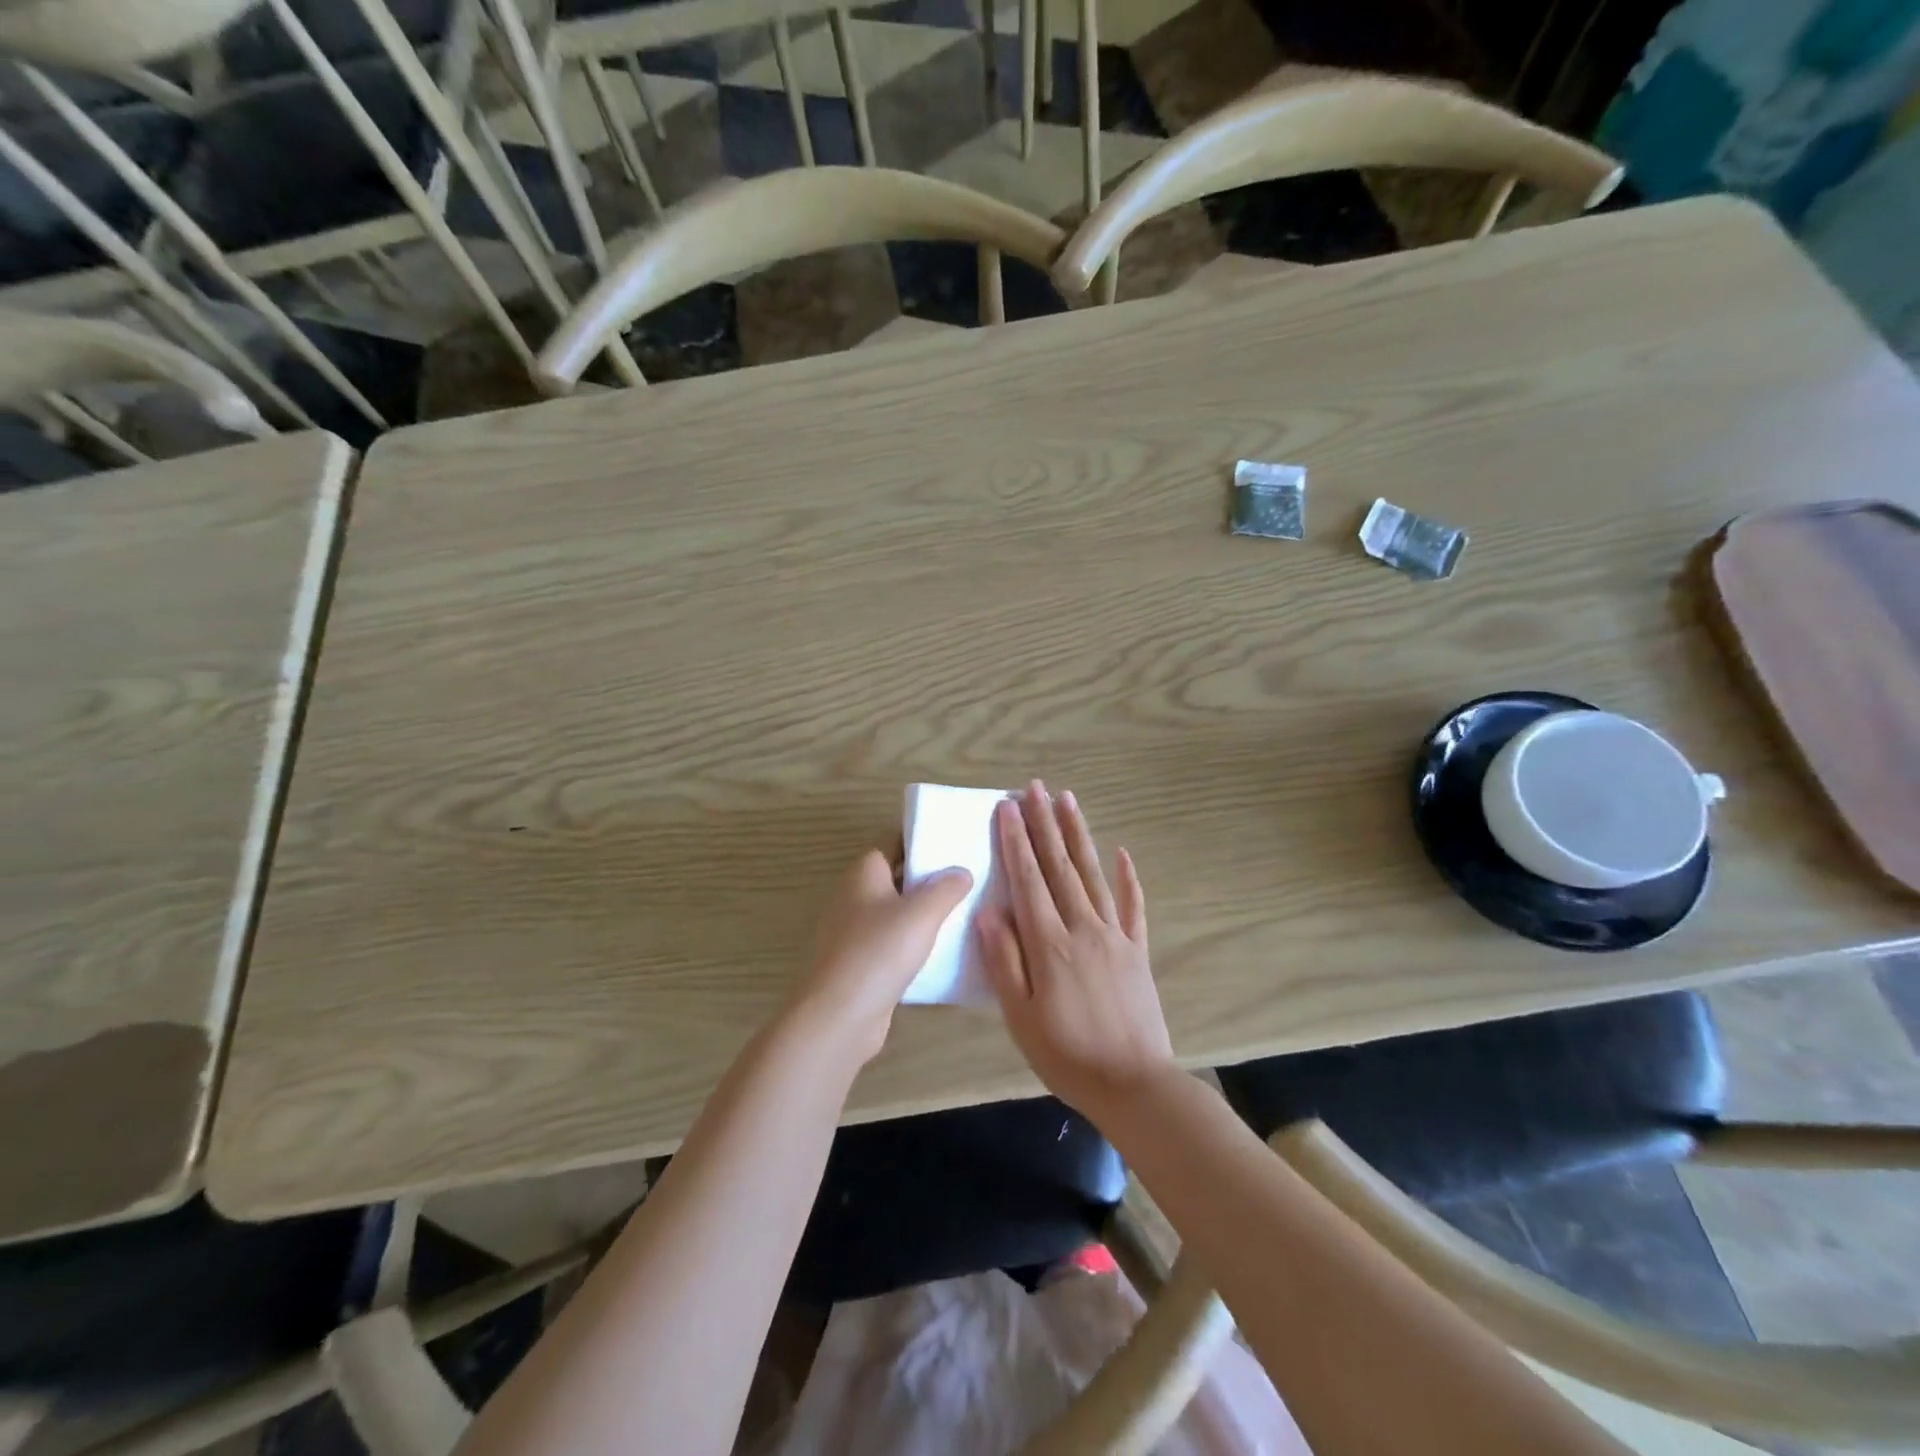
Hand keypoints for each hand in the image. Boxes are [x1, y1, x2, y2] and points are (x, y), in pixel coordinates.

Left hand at [785, 850, 972, 1066]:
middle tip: (969, 879)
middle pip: (897, 876)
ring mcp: (854, 932)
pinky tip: (943, 951)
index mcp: (864, 873)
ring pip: (896, 912)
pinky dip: (914, 943)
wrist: (839, 1016)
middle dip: (929, 878)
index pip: (894, 841)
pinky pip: (892, 943)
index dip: (923, 841)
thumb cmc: (879, 952)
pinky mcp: (859, 963)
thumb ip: (946, 888)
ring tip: (964, 913)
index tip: (956, 845)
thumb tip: (961, 871)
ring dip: (924, 914)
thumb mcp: (921, 913)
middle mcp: (854, 896)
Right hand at [977, 782, 1175, 1118]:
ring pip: (1094, 874)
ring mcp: (1115, 936)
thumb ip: (1005, 961)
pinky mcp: (1138, 950)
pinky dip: (1128, 877)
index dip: (1016, 841)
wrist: (1134, 1084)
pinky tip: (1122, 852)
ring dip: (1079, 835)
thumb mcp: (1020, 1017)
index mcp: (1050, 943)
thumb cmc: (1066, 1055)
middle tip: (1034, 788)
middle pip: (1060, 866)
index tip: (1006, 807)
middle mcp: (1084, 927)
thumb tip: (990, 911)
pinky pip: (1133, 905)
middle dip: (1044, 823)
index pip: (1029, 879)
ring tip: (1068, 800)